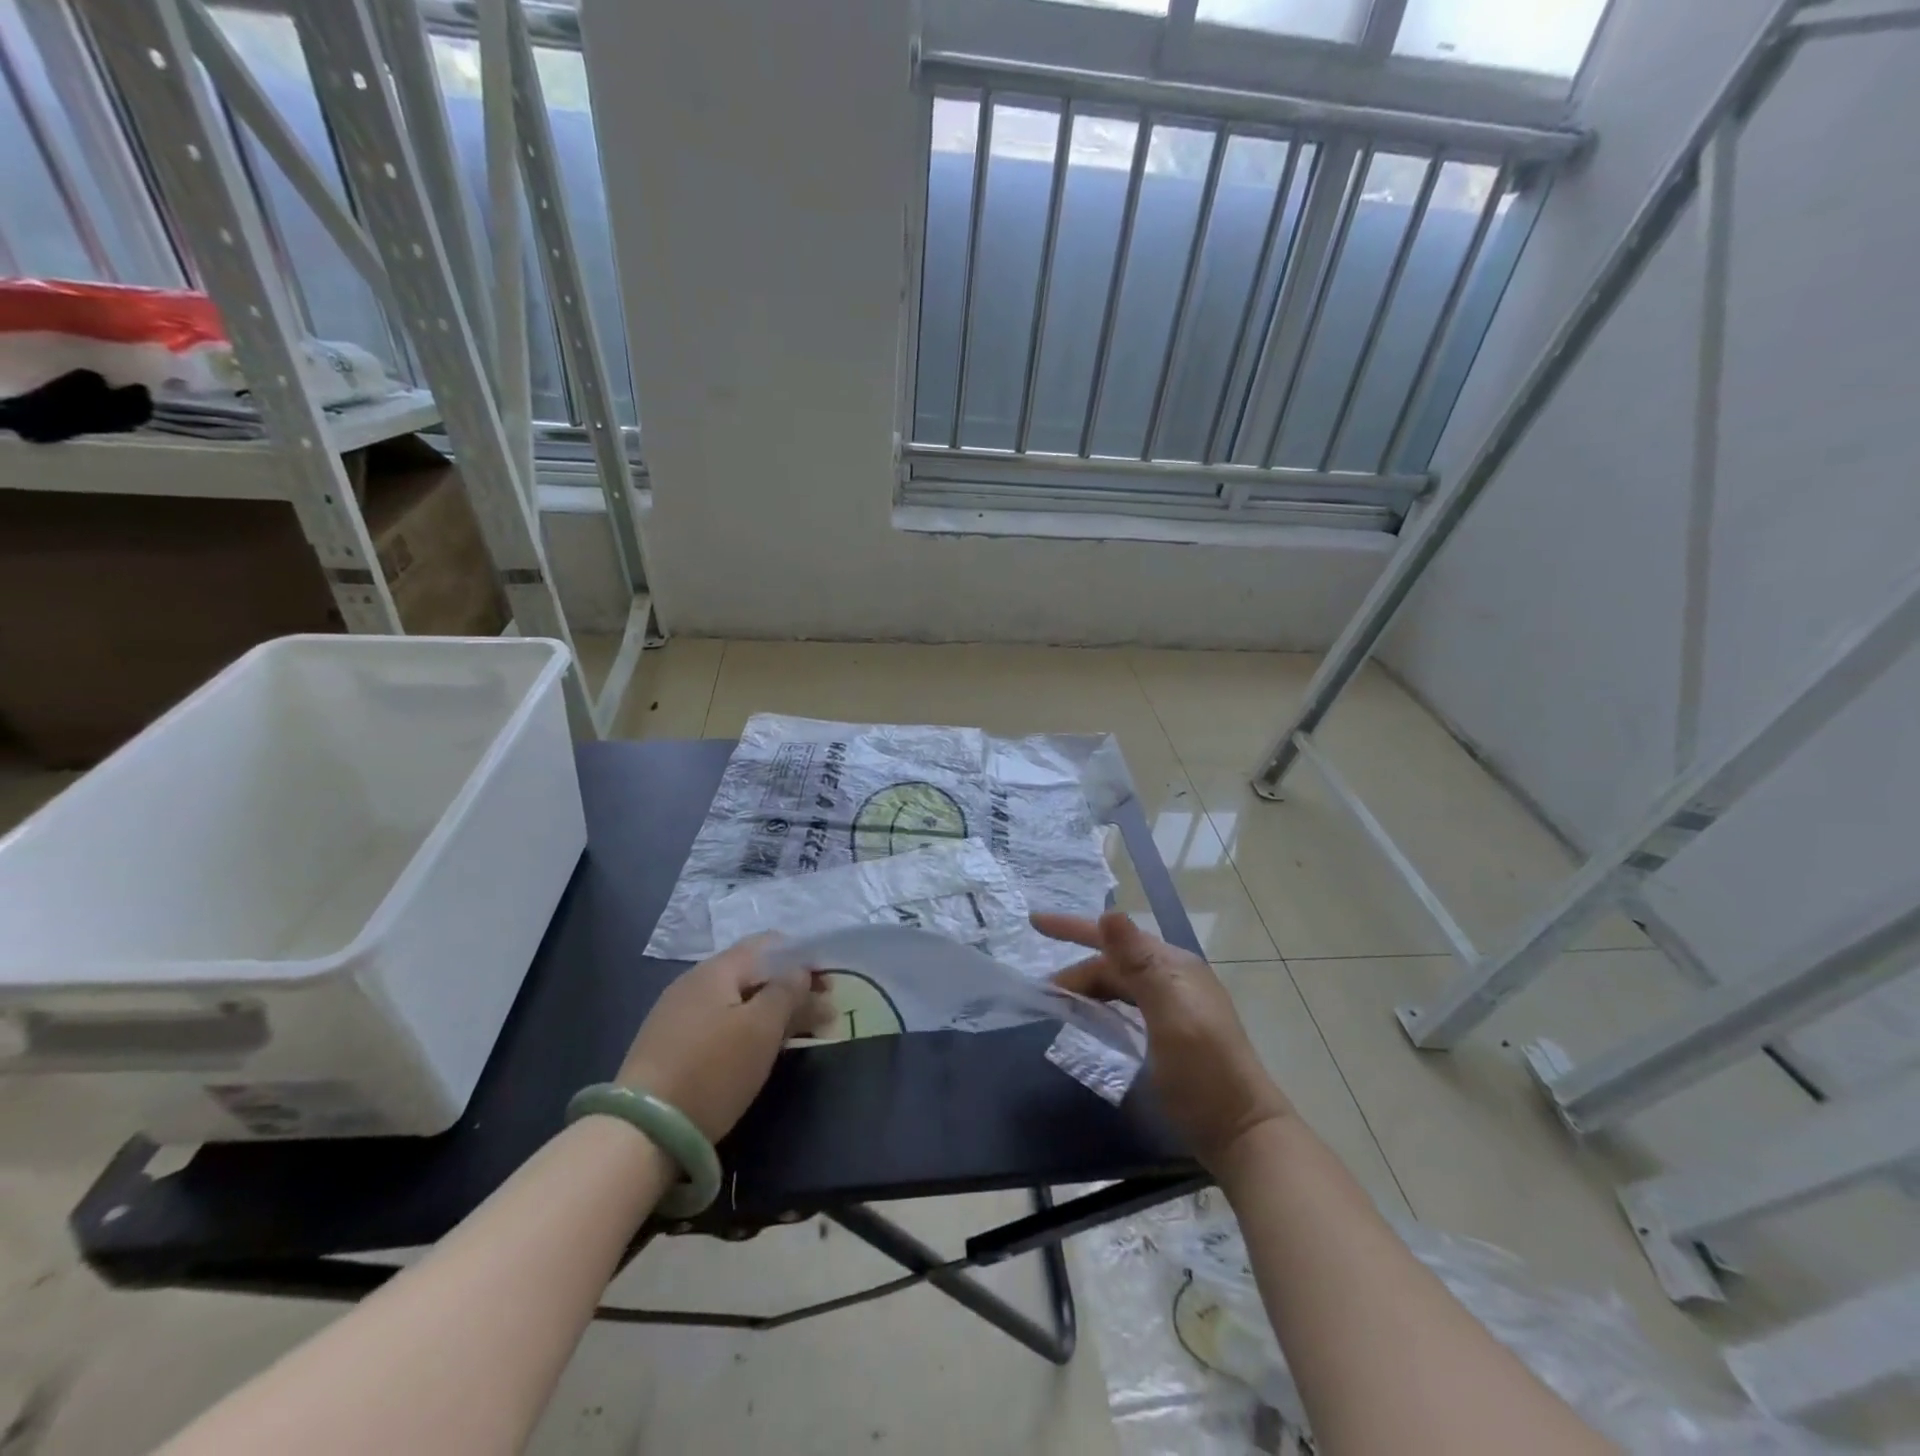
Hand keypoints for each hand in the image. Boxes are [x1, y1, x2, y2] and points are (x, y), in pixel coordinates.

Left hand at [618, 936, 831, 1143]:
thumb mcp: (761, 1028)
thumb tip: (800, 970)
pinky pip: (721, 1024)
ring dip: (774, 1013)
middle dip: (793, 990)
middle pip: (754, 974)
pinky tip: (762, 1052)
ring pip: (738, 1002)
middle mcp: (694, 983)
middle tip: (825, 1017)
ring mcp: (678, 1014)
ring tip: (801, 1037)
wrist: (642, 1133)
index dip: (804, 959)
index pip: (769, 945)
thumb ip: (786, 991)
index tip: (830, 986)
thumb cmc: (713, 1070)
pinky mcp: (670, 1046)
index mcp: (716, 969)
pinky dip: (749, 1030)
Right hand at [1037, 911, 1293, 1173]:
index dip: (1073, 927)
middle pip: (1114, 963)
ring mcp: (1178, 1005)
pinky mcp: (1175, 1031)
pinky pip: (1129, 1005)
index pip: (1114, 937)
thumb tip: (1109, 913)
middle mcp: (1175, 977)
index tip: (1035, 922)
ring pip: (1121, 984)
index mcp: (1173, 967)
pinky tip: (1094, 1022)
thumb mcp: (1169, 1016)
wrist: (1244, 1134)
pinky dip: (1105, 1006)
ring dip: (1089, 989)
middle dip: (1077, 972)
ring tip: (1060, 1006)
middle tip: (1044, 994)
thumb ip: (1139, 965)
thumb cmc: (1203, 1075)